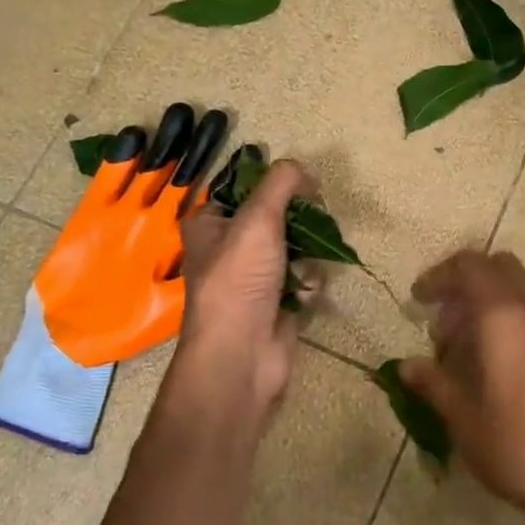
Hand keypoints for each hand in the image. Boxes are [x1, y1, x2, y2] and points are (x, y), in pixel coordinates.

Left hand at [159, 159, 315, 437]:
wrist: (241, 354)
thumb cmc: (239, 280)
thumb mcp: (258, 218)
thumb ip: (281, 183)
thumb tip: (303, 170)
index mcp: (209, 224)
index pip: (245, 189)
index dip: (275, 186)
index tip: (303, 188)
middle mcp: (227, 248)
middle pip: (276, 218)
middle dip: (300, 223)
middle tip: (316, 222)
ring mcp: (252, 278)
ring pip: (294, 248)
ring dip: (308, 254)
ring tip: (307, 267)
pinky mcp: (275, 302)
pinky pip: (301, 278)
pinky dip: (307, 282)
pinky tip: (305, 293)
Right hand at [399, 250, 524, 524]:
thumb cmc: (518, 447)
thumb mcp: (463, 419)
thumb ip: (433, 383)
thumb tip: (406, 366)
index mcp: (504, 317)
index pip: (470, 267)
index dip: (440, 276)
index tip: (419, 300)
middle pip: (500, 266)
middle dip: (467, 282)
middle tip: (447, 322)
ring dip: (497, 294)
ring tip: (477, 334)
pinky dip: (519, 313)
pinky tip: (506, 357)